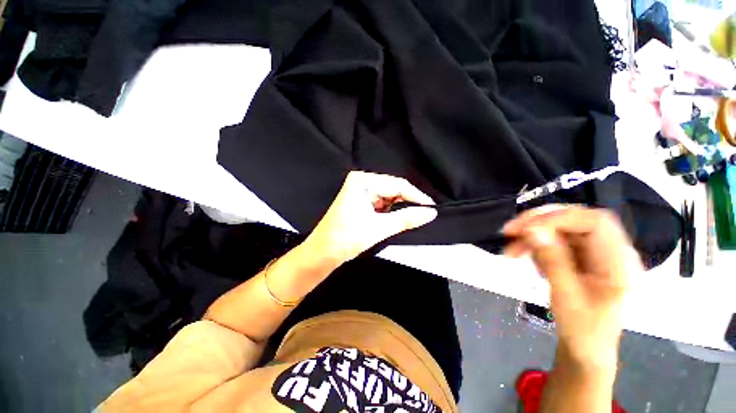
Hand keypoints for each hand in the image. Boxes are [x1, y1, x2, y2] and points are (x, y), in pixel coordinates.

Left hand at [305, 171, 437, 265]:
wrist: (323, 253)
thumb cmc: (345, 238)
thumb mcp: (379, 228)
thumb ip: (407, 218)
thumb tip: (430, 212)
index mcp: (362, 181)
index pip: (397, 184)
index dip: (416, 196)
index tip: (431, 208)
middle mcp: (361, 182)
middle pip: (393, 189)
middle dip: (408, 203)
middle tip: (423, 215)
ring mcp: (360, 191)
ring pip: (389, 196)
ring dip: (399, 208)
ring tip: (410, 219)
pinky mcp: (361, 200)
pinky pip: (382, 202)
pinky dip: (390, 211)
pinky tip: (395, 219)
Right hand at [503, 205, 641, 367]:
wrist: (585, 348)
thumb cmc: (584, 330)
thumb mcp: (567, 298)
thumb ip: (553, 261)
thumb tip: (532, 230)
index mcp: (619, 262)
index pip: (594, 222)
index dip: (559, 218)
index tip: (526, 228)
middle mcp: (609, 250)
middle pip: (575, 220)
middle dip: (539, 222)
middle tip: (510, 232)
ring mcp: (594, 252)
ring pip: (560, 228)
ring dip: (532, 235)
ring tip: (512, 252)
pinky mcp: (579, 256)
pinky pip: (554, 240)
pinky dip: (535, 245)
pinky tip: (528, 260)